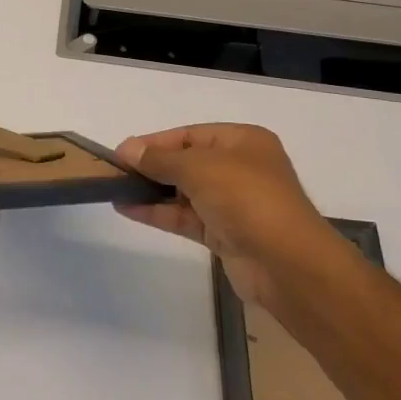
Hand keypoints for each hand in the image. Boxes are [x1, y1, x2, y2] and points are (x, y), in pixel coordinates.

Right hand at [115, 124, 361, 309]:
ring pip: (183, 192)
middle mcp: (240, 168)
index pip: (189, 135)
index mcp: (243, 142)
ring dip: (151, 191)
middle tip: (114, 173)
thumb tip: (126, 149)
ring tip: (114, 191)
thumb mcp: (199, 167)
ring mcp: (232, 203)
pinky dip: (159, 213)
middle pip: (185, 162)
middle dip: (151, 167)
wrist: (287, 265)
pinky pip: (185, 217)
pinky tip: (129, 209)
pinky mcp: (224, 234)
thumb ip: (160, 158)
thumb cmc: (246, 199)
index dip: (154, 142)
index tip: (120, 153)